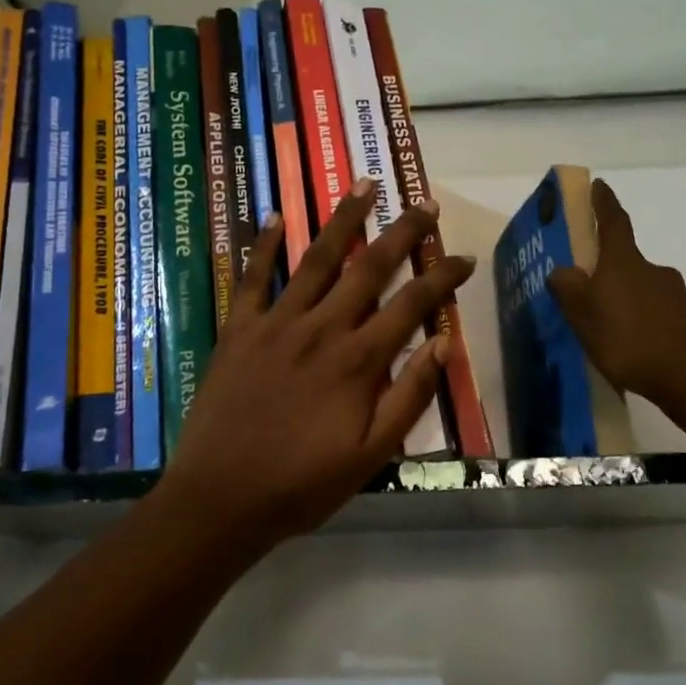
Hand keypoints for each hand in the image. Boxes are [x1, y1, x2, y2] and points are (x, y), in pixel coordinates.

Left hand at [159, 179, 475, 551]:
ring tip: (363, 184)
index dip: (443, 277)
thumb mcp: (371, 454)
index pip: (412, 304)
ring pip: (317, 259)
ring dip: (343, 219)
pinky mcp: (238, 330)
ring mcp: (276, 323)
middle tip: (426, 203)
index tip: (465, 258)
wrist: (220, 500)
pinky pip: (251, 278)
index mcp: (358, 360)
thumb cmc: (302, 485)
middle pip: (370, 267)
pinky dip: (262, 245)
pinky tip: (273, 217)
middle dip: (403, 232)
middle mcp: (322, 328)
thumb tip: (442, 342)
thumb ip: (409, 395)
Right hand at [549, 178, 685, 408]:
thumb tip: (562, 270)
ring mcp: (675, 296)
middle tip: (589, 289)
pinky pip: (657, 315)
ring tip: (608, 327)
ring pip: (643, 290)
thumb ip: (569, 290)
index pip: (613, 222)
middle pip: (627, 261)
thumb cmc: (629, 339)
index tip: (599, 185)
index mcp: (624, 262)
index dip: (604, 203)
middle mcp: (653, 271)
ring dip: (626, 299)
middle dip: (609, 270)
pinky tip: (633, 347)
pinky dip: (643, 322)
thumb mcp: (584, 316)